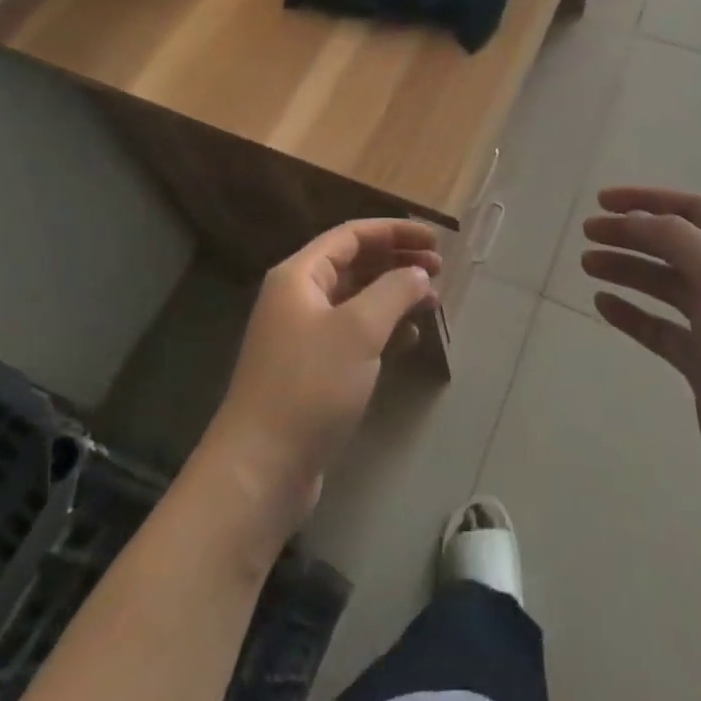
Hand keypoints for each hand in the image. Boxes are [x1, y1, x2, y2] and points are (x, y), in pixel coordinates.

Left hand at [202, 219, 439, 538]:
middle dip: (396, 262)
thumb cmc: (310, 385)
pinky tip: (410, 339)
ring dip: (393, 296)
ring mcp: (302, 336)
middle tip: (439, 270)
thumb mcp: (358, 330)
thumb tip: (418, 274)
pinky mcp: (311, 371)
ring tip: (432, 302)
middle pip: (354, 264)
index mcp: (299, 275)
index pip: (351, 235)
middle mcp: (298, 297)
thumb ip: (393, 292)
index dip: (394, 232)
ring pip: (356, 300)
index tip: (434, 241)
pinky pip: (353, 335)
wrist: (261, 468)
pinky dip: (383, 330)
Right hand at [581, 187, 700, 533]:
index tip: (602, 201)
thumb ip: (678, 239)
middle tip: (588, 234)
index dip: (648, 199)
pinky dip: (632, 313)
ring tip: (588, 265)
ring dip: (627, 269)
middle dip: (631, 234)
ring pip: (665, 285)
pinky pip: (661, 328)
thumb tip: (638, 218)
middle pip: (675, 245)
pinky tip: (603, 305)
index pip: (695, 210)